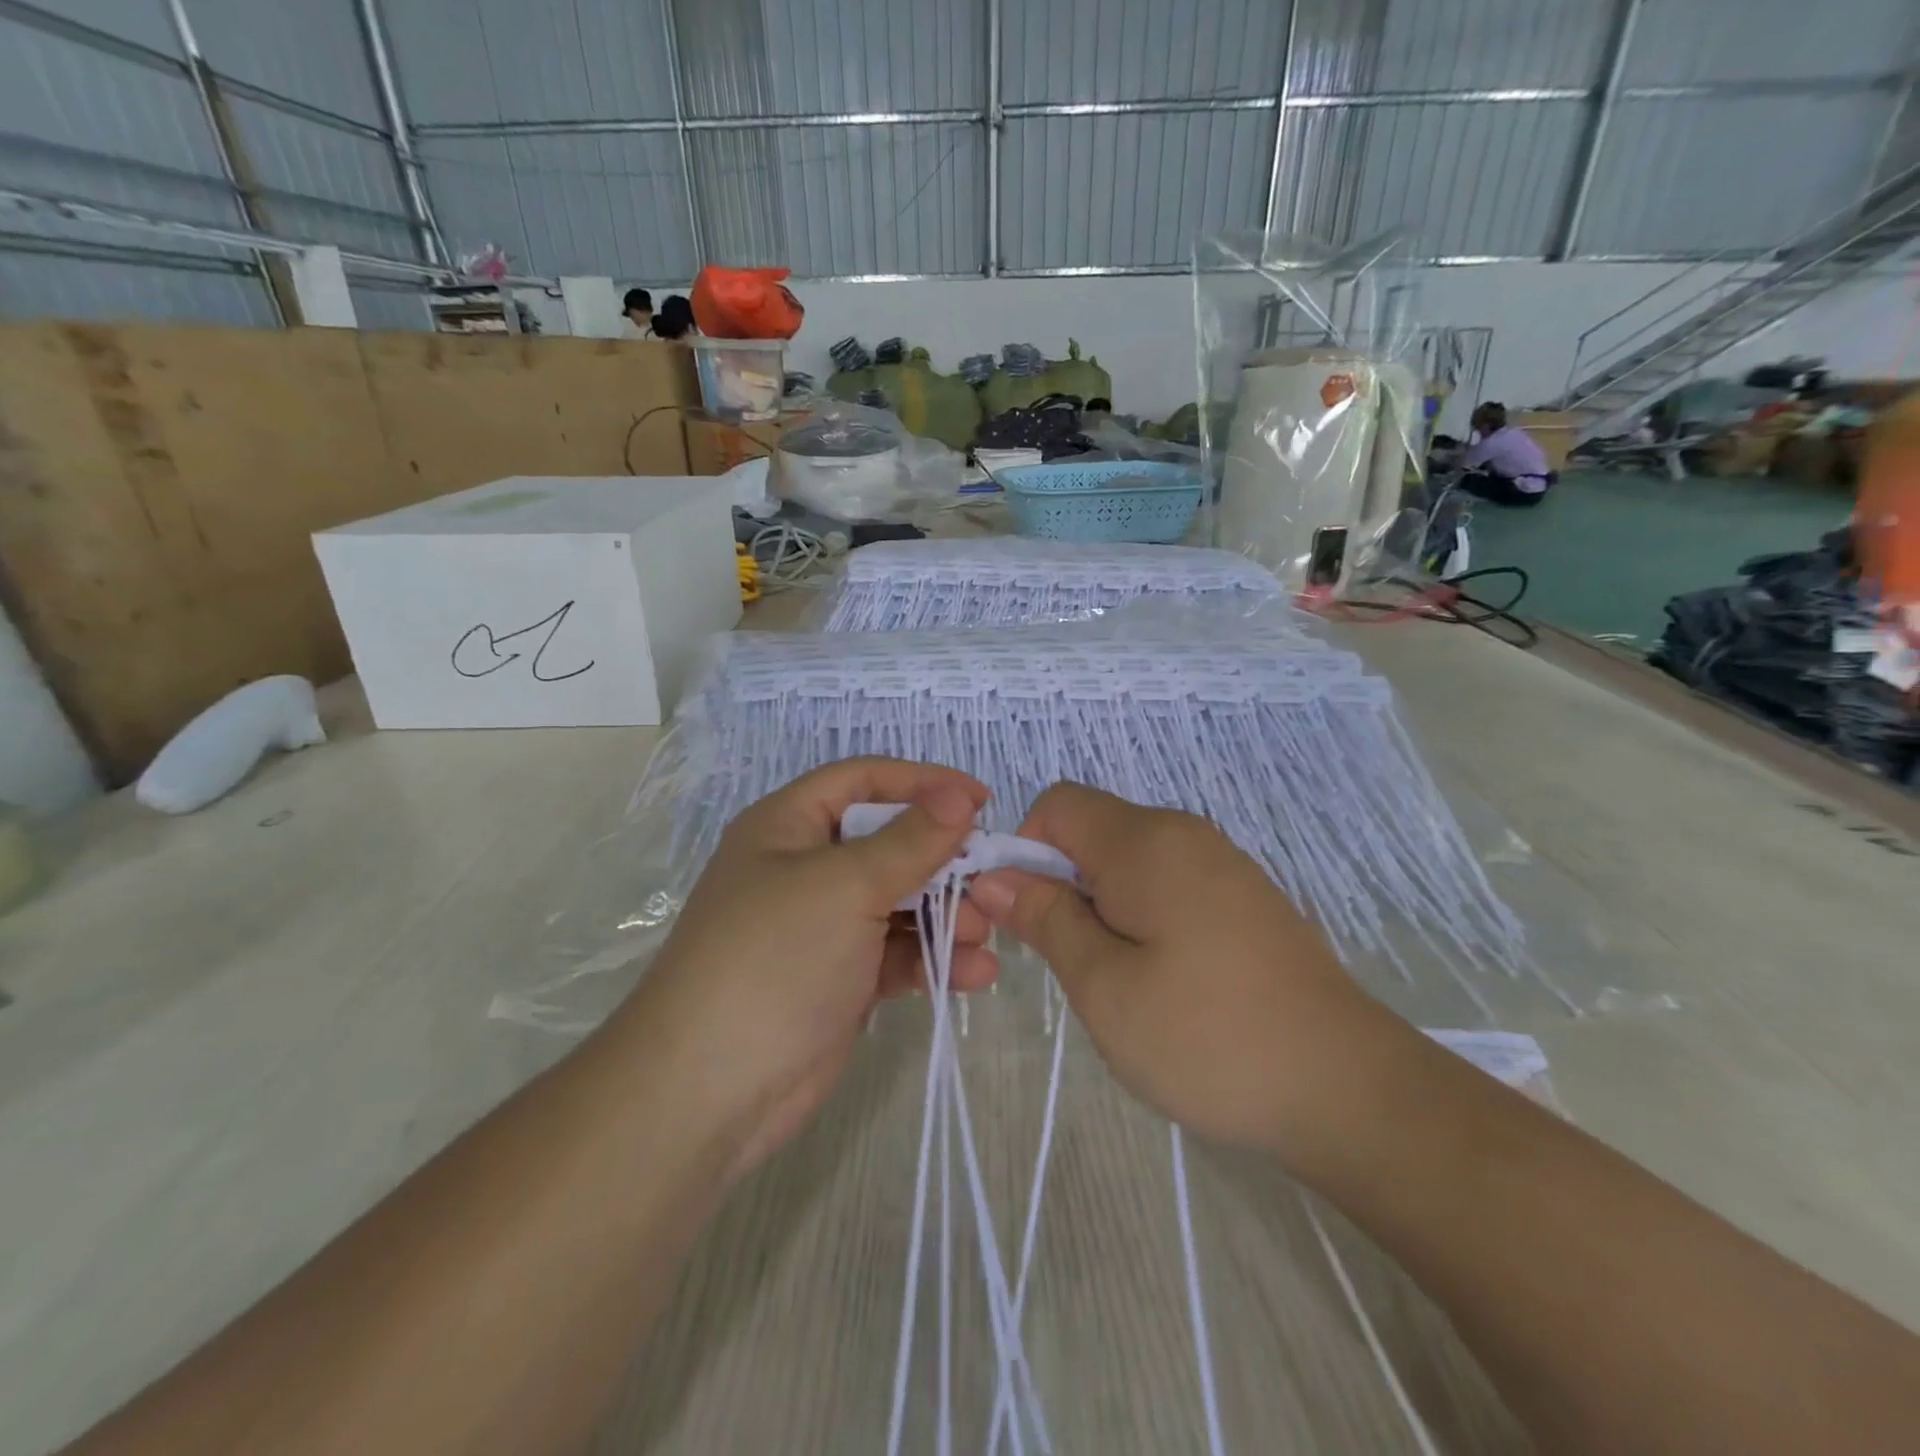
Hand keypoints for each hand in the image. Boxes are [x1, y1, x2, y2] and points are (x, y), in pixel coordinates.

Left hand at [611, 758, 999, 1183]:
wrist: (708, 1091)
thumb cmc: (774, 959)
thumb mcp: (845, 886)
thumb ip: (909, 841)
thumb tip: (958, 796)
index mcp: (789, 826)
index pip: (863, 781)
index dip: (922, 782)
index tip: (980, 800)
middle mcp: (805, 869)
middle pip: (889, 843)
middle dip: (941, 860)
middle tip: (989, 879)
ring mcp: (823, 927)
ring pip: (899, 902)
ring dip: (946, 914)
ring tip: (982, 933)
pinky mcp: (841, 978)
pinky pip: (897, 953)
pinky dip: (933, 958)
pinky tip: (974, 974)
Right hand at [970, 783, 1391, 1152]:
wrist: (1347, 1087)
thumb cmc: (1207, 1036)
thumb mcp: (1103, 985)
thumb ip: (1045, 918)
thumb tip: (995, 875)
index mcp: (1145, 841)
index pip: (1057, 804)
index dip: (1025, 850)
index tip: (1031, 916)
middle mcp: (1184, 834)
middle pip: (1093, 830)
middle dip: (1063, 883)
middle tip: (1074, 962)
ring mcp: (1223, 863)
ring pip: (1130, 861)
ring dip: (1103, 906)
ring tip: (1122, 979)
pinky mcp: (1246, 896)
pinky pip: (1170, 882)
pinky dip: (1144, 915)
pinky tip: (1168, 981)